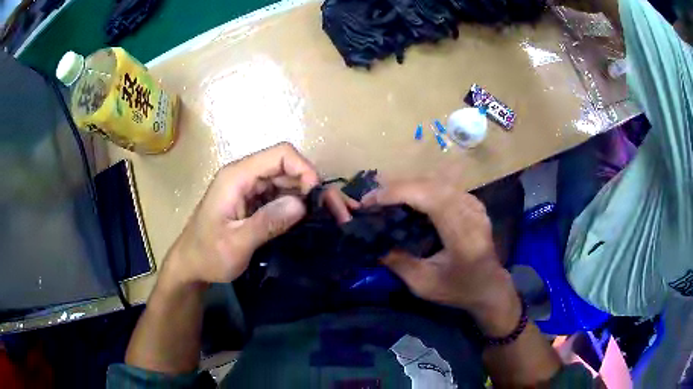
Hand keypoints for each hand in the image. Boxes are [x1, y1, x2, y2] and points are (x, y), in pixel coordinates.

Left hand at [163, 142, 352, 287]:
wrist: (190, 265)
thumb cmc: (207, 255)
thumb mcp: (236, 243)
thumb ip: (266, 222)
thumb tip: (302, 204)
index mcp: (237, 176)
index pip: (280, 155)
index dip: (305, 169)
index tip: (317, 198)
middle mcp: (245, 176)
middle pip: (288, 167)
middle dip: (314, 186)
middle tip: (336, 213)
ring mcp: (250, 189)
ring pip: (288, 182)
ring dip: (310, 197)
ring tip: (332, 217)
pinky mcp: (254, 202)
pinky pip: (282, 196)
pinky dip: (299, 206)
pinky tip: (314, 220)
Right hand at [363, 180, 520, 335]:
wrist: (489, 286)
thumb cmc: (458, 289)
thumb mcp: (424, 284)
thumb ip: (398, 263)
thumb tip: (375, 244)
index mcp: (461, 232)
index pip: (428, 197)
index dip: (397, 193)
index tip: (369, 201)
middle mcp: (469, 211)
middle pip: (429, 184)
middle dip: (397, 187)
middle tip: (372, 199)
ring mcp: (473, 204)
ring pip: (435, 182)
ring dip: (408, 187)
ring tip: (385, 198)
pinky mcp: (472, 202)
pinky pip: (443, 187)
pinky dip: (421, 189)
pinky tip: (409, 199)